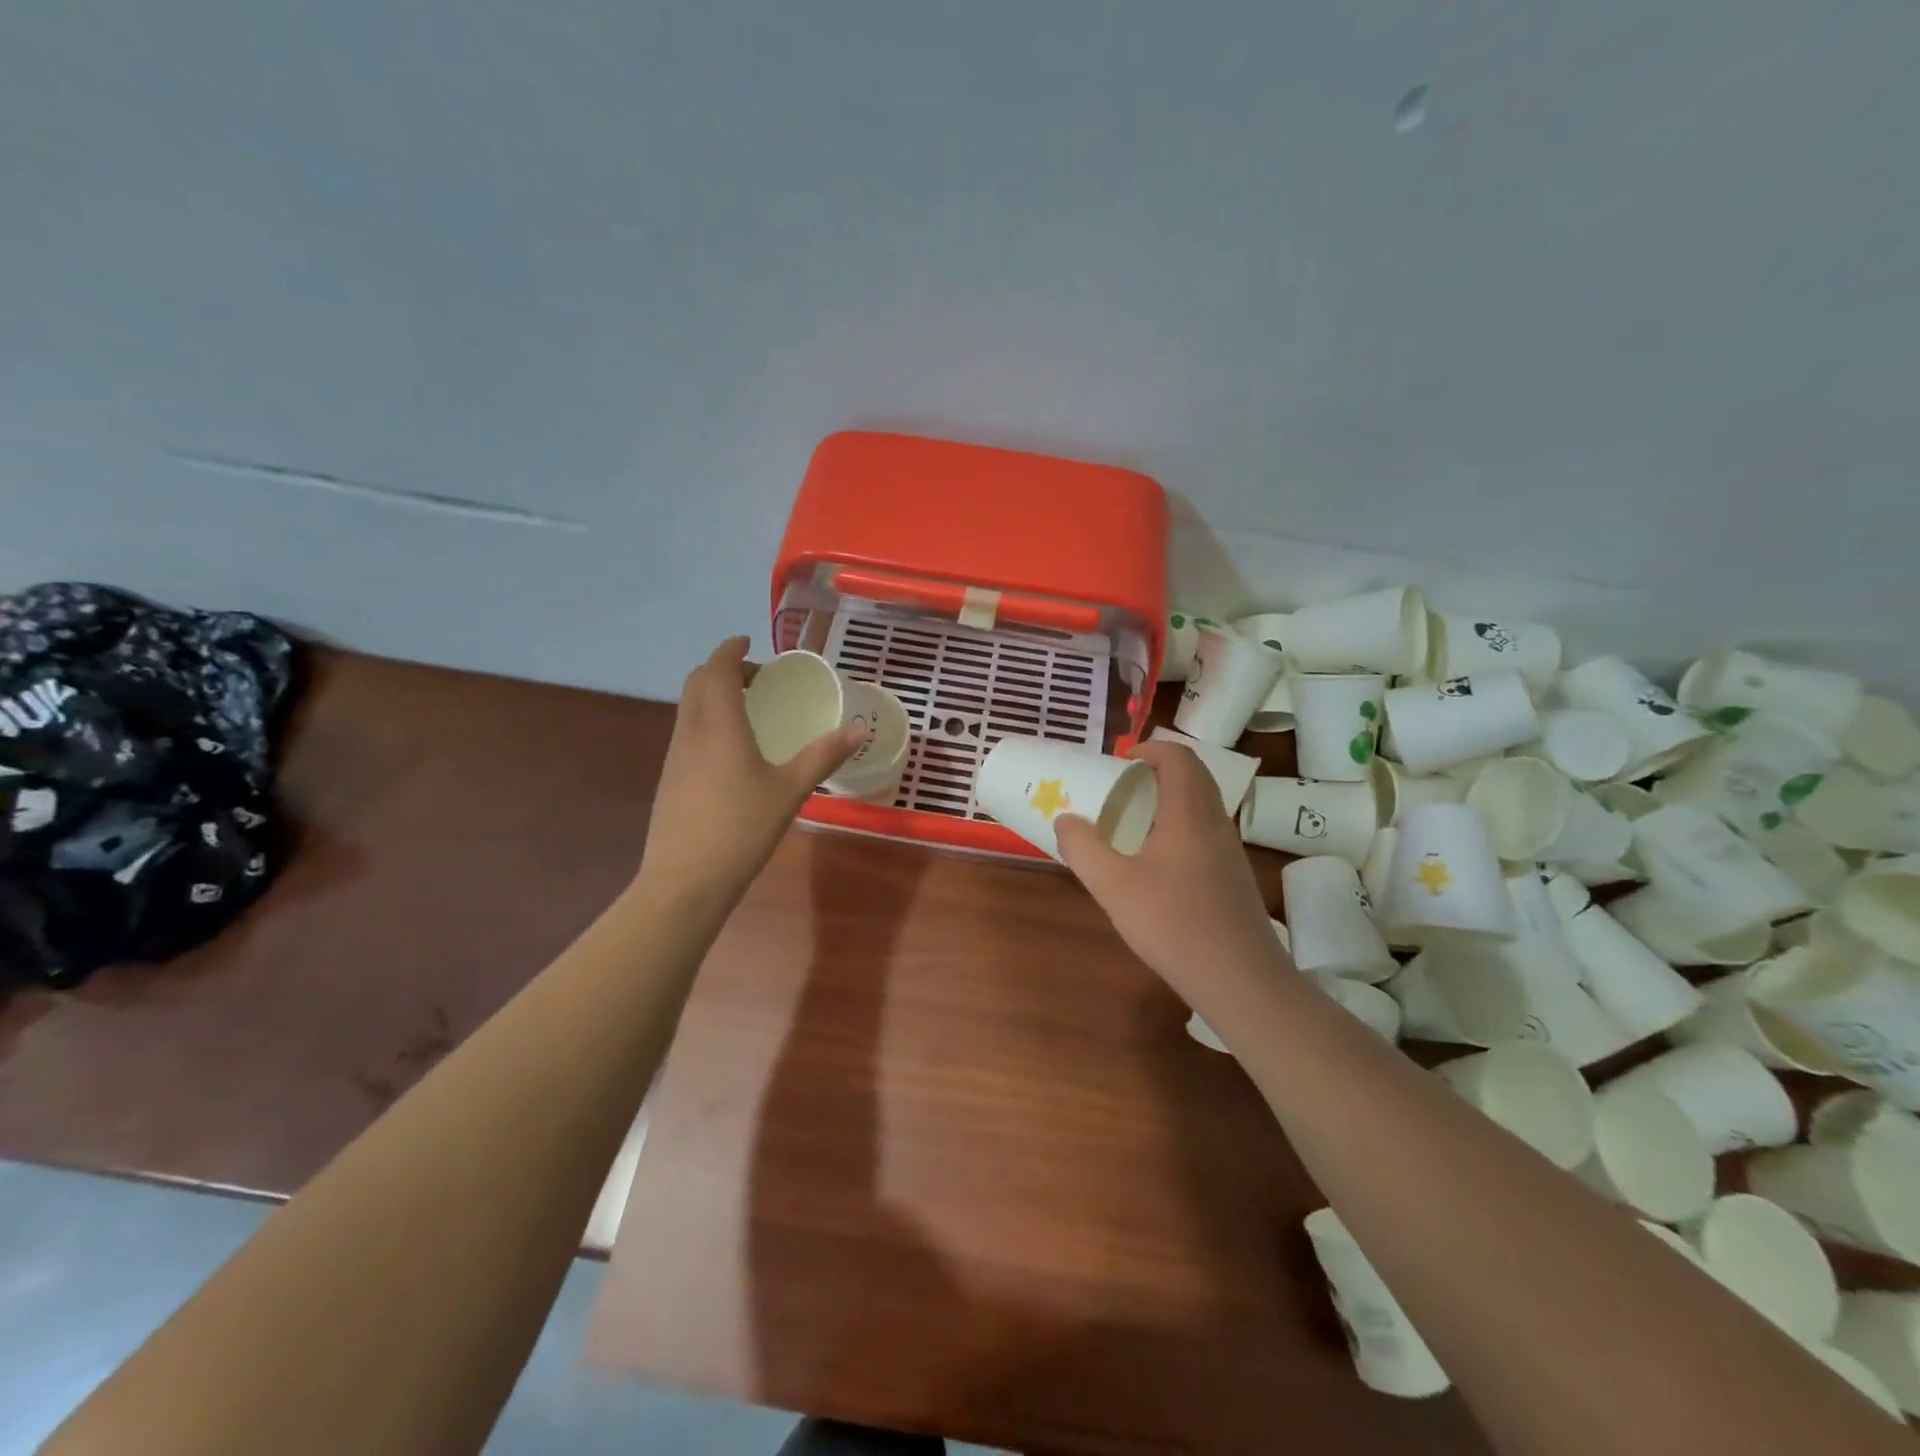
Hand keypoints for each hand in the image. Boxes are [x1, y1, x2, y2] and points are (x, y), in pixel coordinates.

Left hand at [637, 637, 863, 910]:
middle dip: (723, 669)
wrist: (684, 880)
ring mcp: (675, 756)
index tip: (749, 641)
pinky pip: (687, 732)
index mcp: (719, 725)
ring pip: (689, 708)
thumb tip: (858, 729)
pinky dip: (707, 721)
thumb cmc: (741, 828)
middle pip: (697, 683)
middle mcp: (690, 732)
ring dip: (713, 695)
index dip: (731, 650)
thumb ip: (823, 756)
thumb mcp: (790, 791)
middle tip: (757, 677)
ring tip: (748, 709)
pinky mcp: (669, 779)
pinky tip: (731, 750)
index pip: (717, 670)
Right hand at [1056, 742, 1288, 995]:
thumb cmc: (1173, 925)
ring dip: (1172, 797)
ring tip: (1136, 820)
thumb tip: (1066, 819)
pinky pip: (1207, 830)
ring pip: (1204, 804)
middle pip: (1195, 775)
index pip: (1179, 757)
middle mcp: (1215, 823)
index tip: (1121, 760)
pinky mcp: (1235, 876)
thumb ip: (1083, 849)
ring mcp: (1231, 851)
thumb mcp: (1113, 887)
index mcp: (1189, 814)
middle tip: (1125, 785)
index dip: (1151, 748)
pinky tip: (1159, 861)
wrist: (1240, 980)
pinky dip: (1182, 824)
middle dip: (1160, 769)